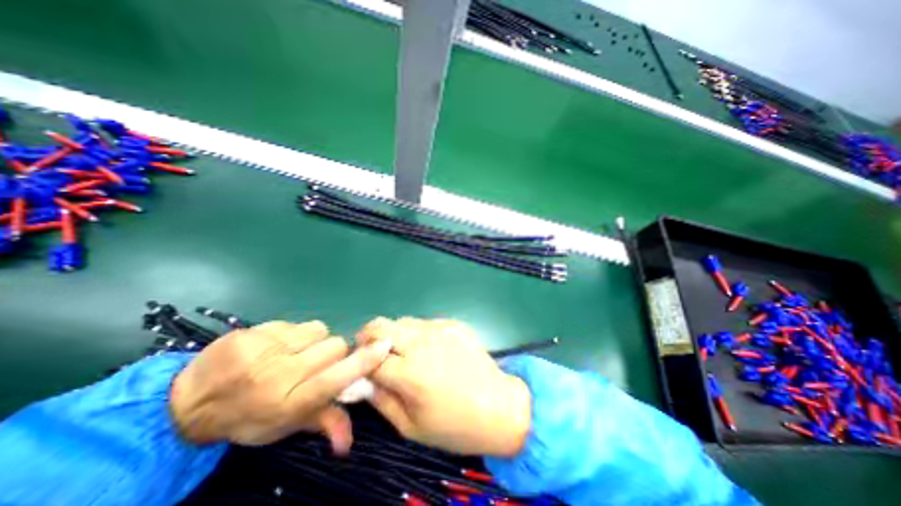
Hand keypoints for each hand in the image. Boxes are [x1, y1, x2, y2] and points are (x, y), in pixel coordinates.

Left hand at [168, 320, 390, 450]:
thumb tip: (349, 443)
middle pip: (334, 346)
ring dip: (314, 340)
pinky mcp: (255, 330)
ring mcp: (266, 348)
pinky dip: (294, 333)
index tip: (383, 346)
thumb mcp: (285, 426)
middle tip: (315, 362)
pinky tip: (276, 345)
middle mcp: (281, 373)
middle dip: (332, 353)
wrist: (187, 404)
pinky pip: (296, 323)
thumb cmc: (247, 418)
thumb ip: (323, 423)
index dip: (364, 362)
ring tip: (294, 352)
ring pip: (318, 330)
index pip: (337, 378)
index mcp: (291, 401)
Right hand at [357, 317, 529, 456]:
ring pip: (402, 321)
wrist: (499, 406)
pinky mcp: (453, 324)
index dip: (359, 361)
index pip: (369, 358)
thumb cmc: (454, 426)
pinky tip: (429, 349)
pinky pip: (425, 323)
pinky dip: (418, 333)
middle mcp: (422, 344)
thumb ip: (382, 401)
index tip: (359, 366)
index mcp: (410, 374)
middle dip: (368, 337)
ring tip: (403, 351)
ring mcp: (440, 329)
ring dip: (394, 334)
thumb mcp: (411, 427)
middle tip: (373, 352)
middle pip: (381, 327)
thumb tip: (363, 381)